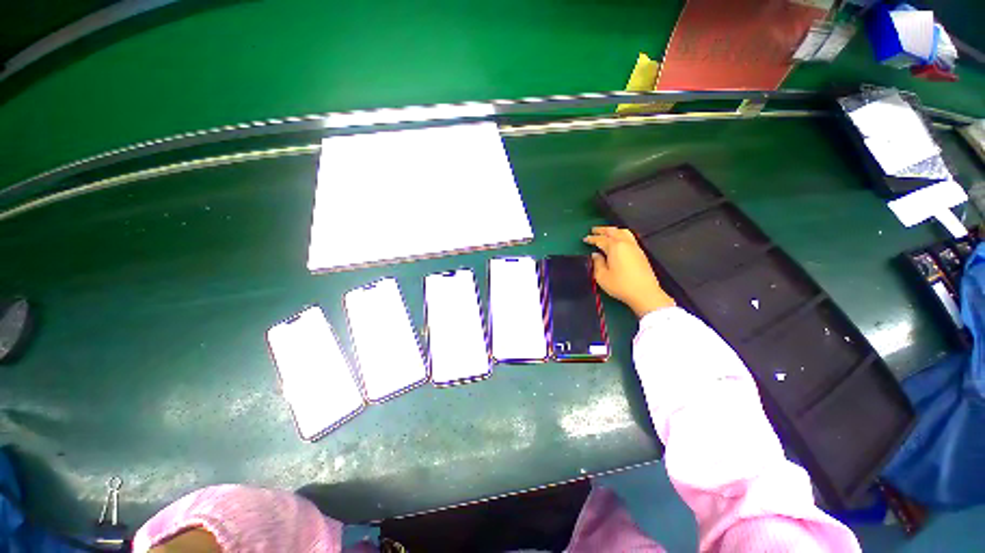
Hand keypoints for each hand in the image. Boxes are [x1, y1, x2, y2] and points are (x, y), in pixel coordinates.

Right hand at [583, 226, 674, 317]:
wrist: (644, 293)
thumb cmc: (621, 285)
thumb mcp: (602, 276)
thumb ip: (597, 263)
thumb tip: (595, 255)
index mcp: (614, 247)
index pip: (601, 239)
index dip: (592, 238)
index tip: (585, 239)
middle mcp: (625, 244)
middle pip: (613, 231)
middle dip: (602, 230)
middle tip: (594, 230)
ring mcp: (635, 247)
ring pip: (623, 232)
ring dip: (613, 230)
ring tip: (607, 232)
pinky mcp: (641, 253)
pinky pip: (630, 237)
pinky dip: (621, 235)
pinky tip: (619, 240)